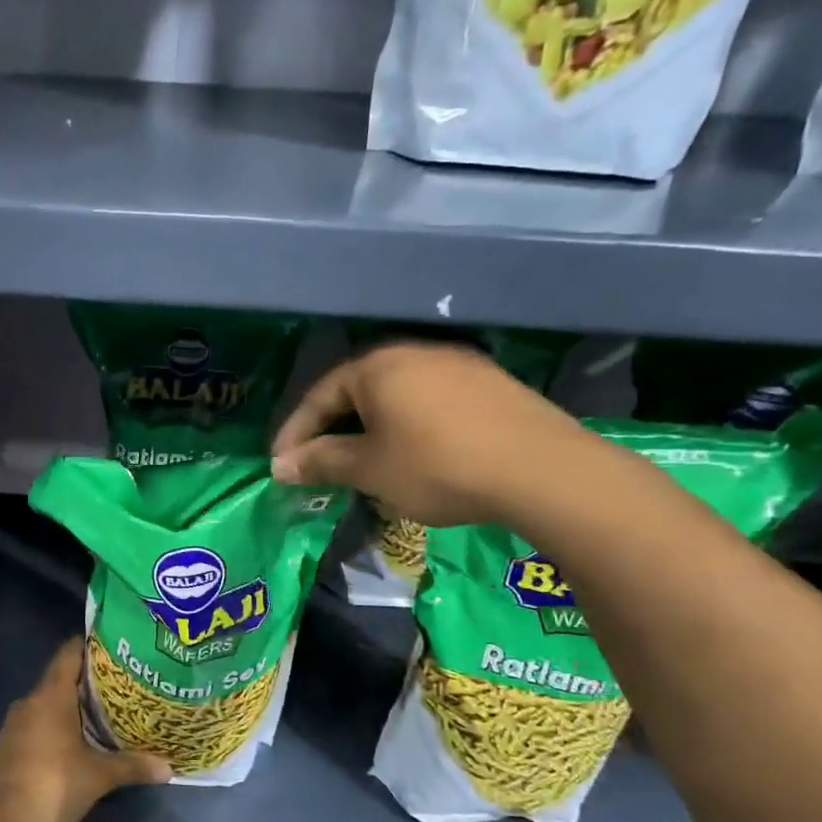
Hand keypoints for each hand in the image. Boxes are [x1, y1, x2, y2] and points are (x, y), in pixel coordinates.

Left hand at [0, 640, 170, 821]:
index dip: (89, 645)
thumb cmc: (54, 782)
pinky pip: (38, 722)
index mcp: (51, 695)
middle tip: (119, 682)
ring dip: (71, 705)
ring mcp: (16, 723)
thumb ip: (132, 766)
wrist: (2, 818)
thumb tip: (168, 769)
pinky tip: (76, 739)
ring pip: (48, 702)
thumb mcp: (99, 775)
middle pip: (60, 677)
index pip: (69, 654)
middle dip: (87, 680)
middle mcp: (31, 701)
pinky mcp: (9, 744)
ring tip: (103, 711)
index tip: (112, 644)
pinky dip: (57, 724)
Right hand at [270, 341, 591, 527]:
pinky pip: (430, 399)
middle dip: (332, 428)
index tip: (281, 466)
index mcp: (376, 366)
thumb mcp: (369, 469)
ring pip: (395, 395)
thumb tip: (280, 466)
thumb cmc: (437, 466)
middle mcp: (413, 352)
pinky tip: (415, 452)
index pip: (318, 396)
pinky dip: (409, 424)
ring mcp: (457, 363)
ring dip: (370, 427)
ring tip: (364, 461)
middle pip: (356, 390)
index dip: (295, 433)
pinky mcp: (489, 382)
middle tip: (319, 463)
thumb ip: (321, 462)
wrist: (541, 470)